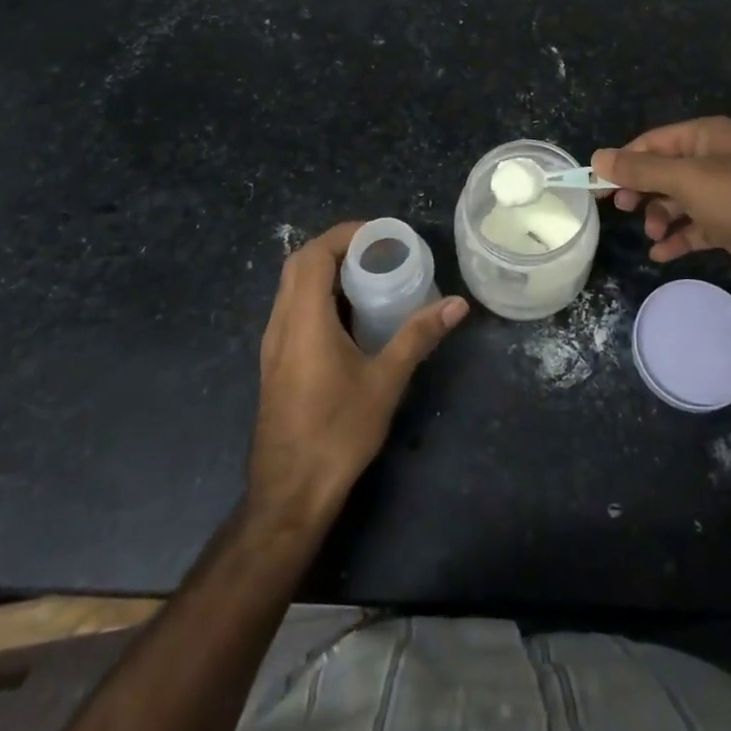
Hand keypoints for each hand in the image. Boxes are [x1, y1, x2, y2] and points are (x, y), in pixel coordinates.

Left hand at [248, 222, 468, 526]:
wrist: (288, 496)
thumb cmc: (337, 433)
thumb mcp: (385, 381)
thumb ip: (418, 336)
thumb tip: (457, 304)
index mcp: (303, 320)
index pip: (314, 255)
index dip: (345, 235)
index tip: (380, 236)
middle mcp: (281, 325)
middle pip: (299, 265)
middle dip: (337, 248)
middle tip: (378, 251)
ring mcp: (273, 346)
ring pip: (292, 287)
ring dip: (326, 271)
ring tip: (369, 275)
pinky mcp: (275, 364)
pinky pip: (293, 310)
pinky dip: (319, 296)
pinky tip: (350, 316)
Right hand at [593, 117, 730, 273]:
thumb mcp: (689, 180)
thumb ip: (641, 169)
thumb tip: (597, 156)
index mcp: (708, 136)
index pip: (653, 141)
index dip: (623, 161)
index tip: (596, 186)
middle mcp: (717, 159)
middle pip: (665, 170)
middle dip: (642, 189)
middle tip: (622, 209)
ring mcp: (728, 194)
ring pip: (680, 200)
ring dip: (661, 215)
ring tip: (654, 234)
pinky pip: (697, 227)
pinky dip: (679, 237)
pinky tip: (661, 253)